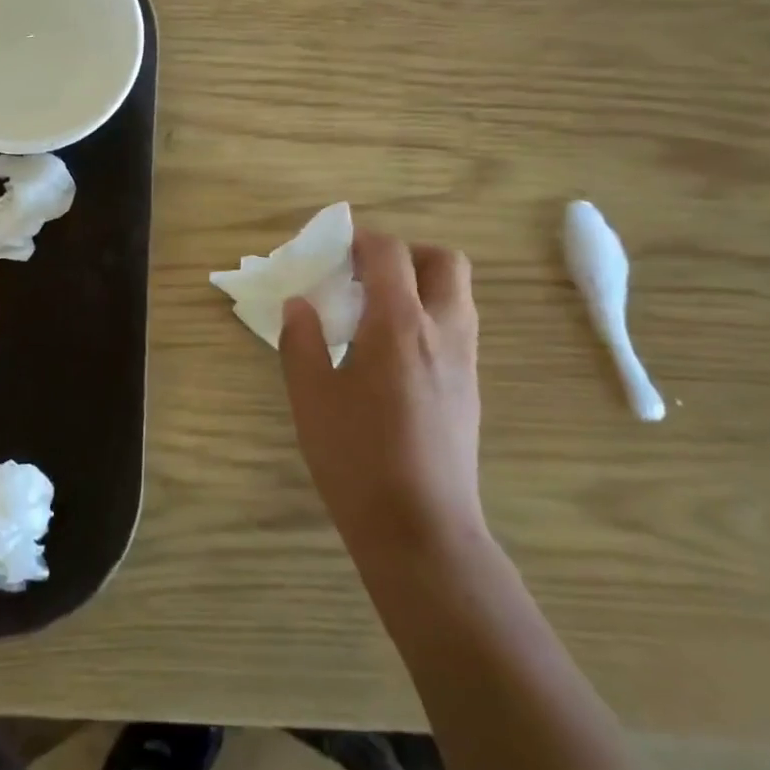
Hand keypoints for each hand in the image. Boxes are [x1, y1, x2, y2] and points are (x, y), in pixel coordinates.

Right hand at [281, 231, 483, 559]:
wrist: (421, 530)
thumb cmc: (357, 458)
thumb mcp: (311, 396)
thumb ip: (301, 340)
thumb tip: (299, 304)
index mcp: (399, 324)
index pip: (390, 253)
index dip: (361, 239)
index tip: (334, 250)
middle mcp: (442, 330)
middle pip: (444, 261)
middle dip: (406, 253)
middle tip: (367, 275)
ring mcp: (464, 360)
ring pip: (457, 293)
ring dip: (422, 283)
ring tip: (377, 311)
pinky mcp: (470, 387)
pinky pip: (457, 326)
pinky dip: (430, 315)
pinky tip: (393, 352)